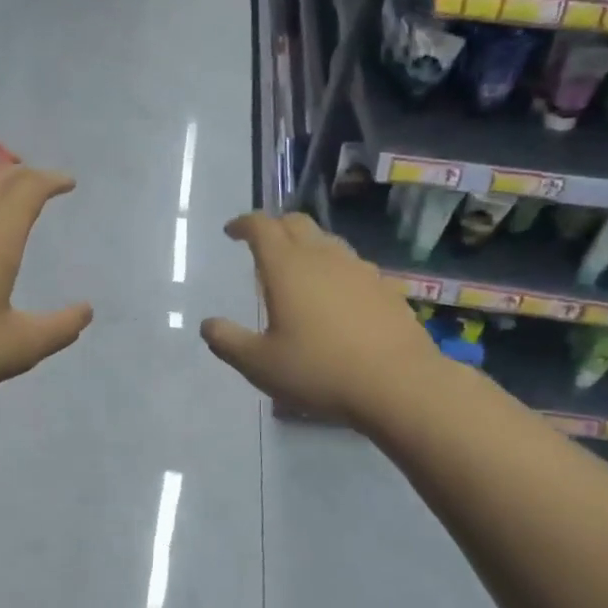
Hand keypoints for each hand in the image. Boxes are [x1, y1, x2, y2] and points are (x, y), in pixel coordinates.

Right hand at [201, 211, 452, 429]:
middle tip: (261, 245)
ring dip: (306, 246)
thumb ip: (228, 341)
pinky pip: (352, 265)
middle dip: (275, 227)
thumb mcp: (260, 364)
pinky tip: (335, 296)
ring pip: (327, 241)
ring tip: (297, 270)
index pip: (261, 226)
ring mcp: (359, 270)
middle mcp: (323, 257)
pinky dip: (334, 269)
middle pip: (296, 223)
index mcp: (287, 267)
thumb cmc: (320, 370)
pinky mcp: (385, 288)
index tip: (232, 232)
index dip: (243, 224)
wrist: (399, 384)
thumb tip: (208, 325)